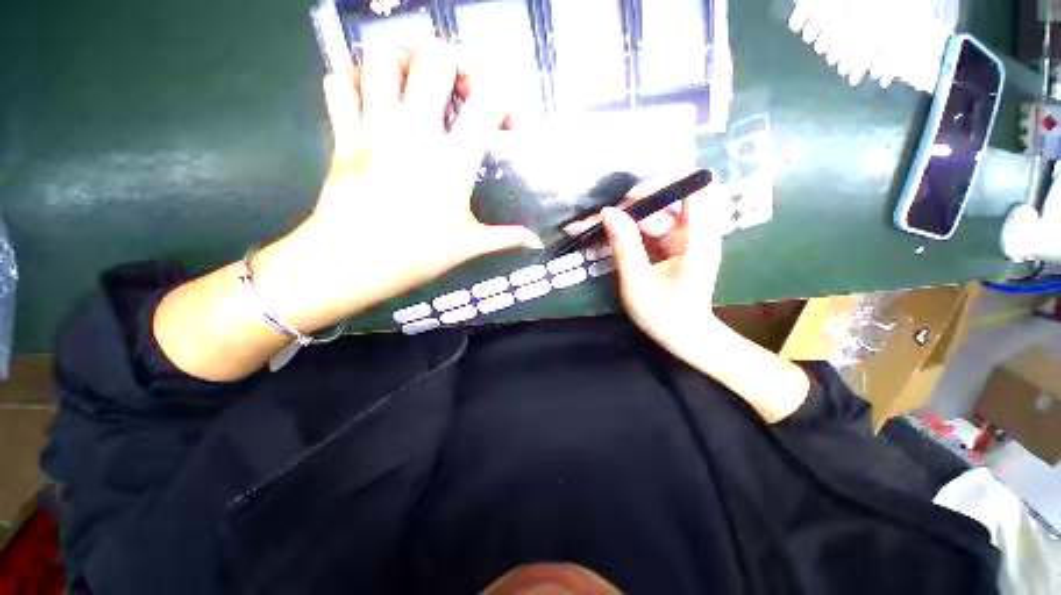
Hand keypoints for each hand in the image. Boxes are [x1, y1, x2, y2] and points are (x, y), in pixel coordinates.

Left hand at [253, 41, 541, 332]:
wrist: (350, 264)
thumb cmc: (415, 256)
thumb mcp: (467, 246)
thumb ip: (506, 237)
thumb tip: (537, 243)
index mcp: (452, 162)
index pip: (488, 99)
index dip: (506, 100)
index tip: (506, 126)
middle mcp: (414, 133)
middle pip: (434, 57)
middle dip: (456, 63)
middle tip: (462, 91)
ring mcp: (373, 129)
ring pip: (381, 58)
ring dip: (405, 62)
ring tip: (417, 86)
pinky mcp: (342, 135)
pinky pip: (340, 83)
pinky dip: (356, 80)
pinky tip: (373, 99)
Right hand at [597, 181, 809, 422]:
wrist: (684, 338)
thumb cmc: (666, 317)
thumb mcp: (639, 284)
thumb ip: (625, 247)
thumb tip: (608, 212)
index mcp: (697, 239)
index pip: (693, 190)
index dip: (664, 184)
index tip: (629, 198)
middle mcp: (692, 232)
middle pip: (660, 204)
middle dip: (624, 209)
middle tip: (589, 222)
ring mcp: (679, 238)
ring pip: (646, 217)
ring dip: (616, 221)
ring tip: (583, 229)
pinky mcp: (667, 245)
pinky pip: (643, 231)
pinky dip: (621, 234)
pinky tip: (596, 239)